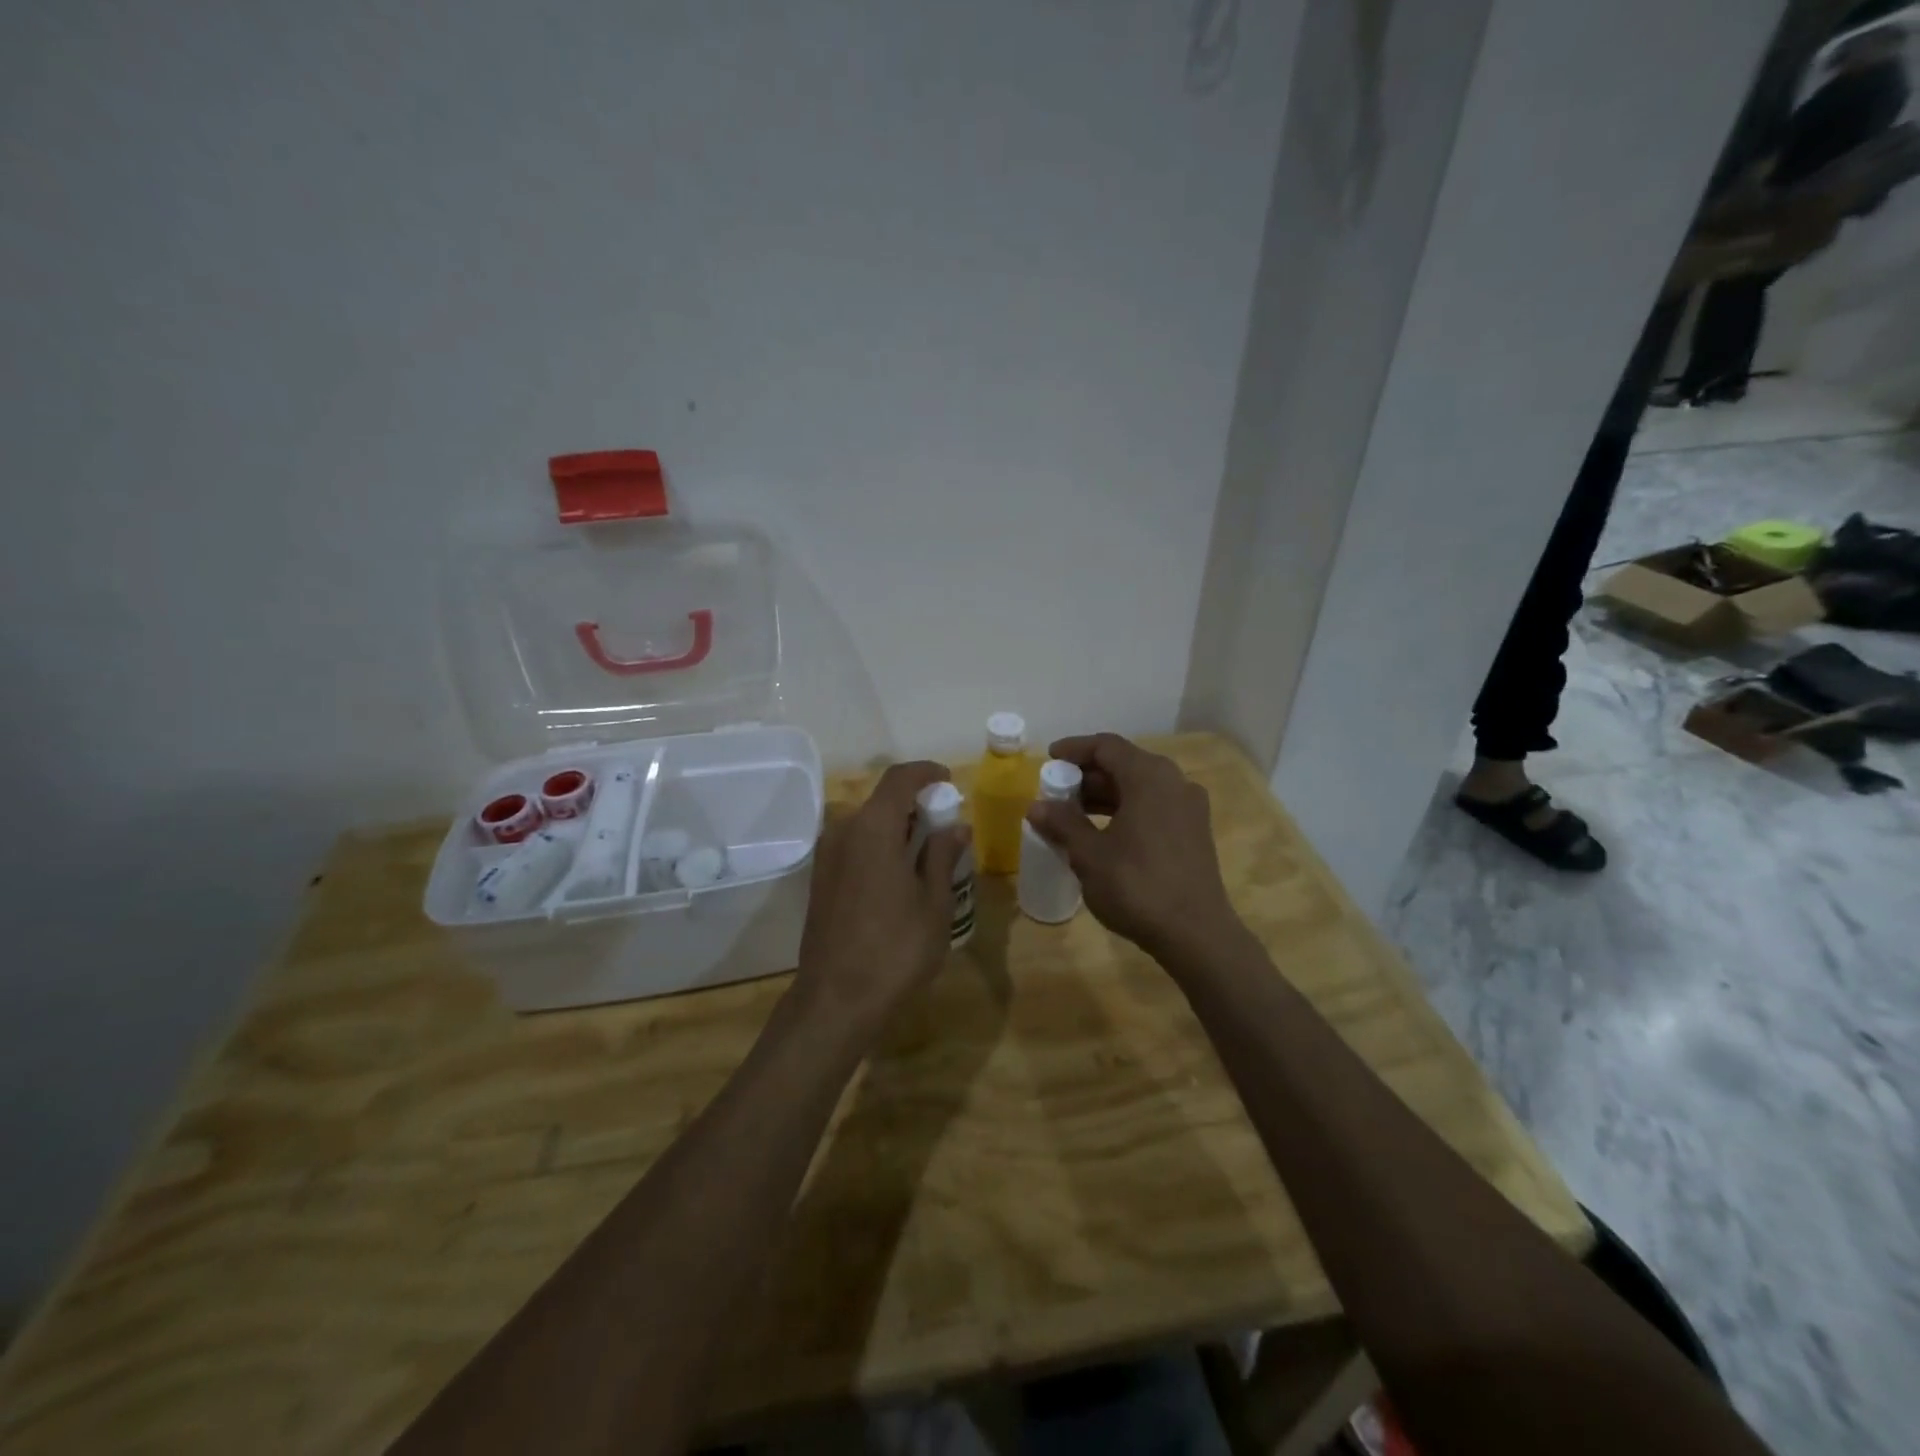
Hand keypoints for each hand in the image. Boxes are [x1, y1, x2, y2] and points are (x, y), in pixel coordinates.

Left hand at [794, 761, 968, 1031]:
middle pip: (881, 801)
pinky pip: (854, 845)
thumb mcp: (934, 903)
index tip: (948, 781)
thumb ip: (943, 857)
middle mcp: (843, 832)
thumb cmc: (895, 949)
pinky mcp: (820, 879)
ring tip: (927, 853)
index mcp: (872, 829)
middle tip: (945, 825)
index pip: (899, 779)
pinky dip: (879, 845)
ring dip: (896, 827)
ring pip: (866, 824)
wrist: (836, 1000)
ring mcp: (826, 856)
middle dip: (915, 804)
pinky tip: (900, 874)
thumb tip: (956, 827)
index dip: (926, 773)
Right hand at [1025, 733, 1243, 965]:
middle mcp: (1174, 782)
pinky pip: (1154, 806)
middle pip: (1125, 764)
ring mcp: (1188, 808)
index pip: (1106, 746)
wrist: (1196, 934)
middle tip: (1056, 791)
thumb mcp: (1090, 855)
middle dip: (1087, 775)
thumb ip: (1062, 824)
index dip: (1074, 749)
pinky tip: (1103, 834)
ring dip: (1105, 795)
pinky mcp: (1194, 832)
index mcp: (1149, 777)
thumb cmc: (1137, 886)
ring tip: (1072, 814)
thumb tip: (1036, 806)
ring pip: (1140, 787)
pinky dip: (1126, 810)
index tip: (1048, 758)